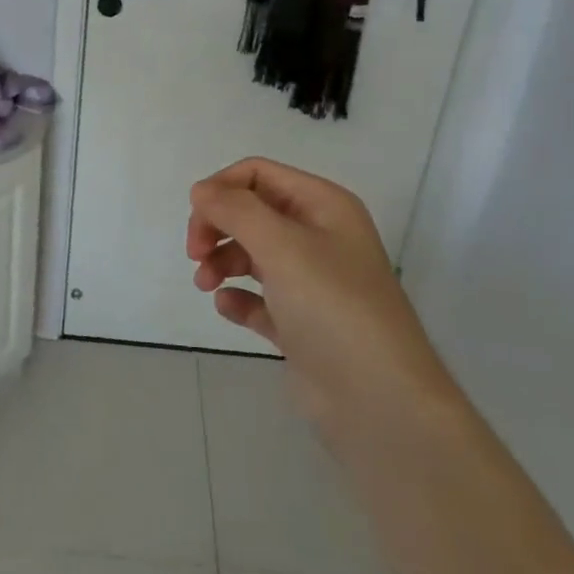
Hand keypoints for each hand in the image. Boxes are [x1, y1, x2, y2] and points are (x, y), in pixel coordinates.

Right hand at [186, 158, 454, 441]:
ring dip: (221, 262)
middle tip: (195, 253)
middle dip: (218, 226)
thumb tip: (201, 190)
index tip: (196, 219)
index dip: (221, 189)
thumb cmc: (332, 307)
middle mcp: (319, 237)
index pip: (259, 174)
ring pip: (252, 254)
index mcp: (324, 206)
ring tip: (205, 284)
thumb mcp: (282, 245)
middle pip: (252, 212)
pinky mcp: (301, 324)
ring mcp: (311, 283)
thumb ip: (236, 210)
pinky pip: (259, 299)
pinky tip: (228, 307)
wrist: (378, 399)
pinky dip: (238, 298)